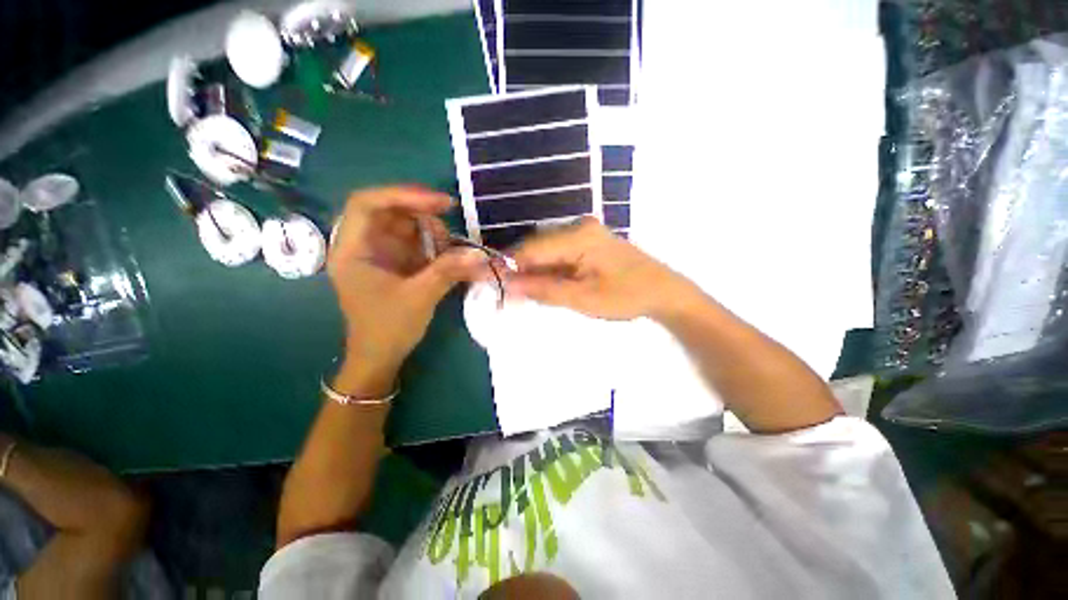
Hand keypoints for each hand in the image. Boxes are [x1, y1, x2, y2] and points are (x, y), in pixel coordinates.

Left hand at [328, 186, 482, 394]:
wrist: (381, 357)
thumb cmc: (388, 328)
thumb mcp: (419, 297)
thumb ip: (448, 271)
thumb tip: (480, 254)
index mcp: (353, 250)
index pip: (367, 204)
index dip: (403, 195)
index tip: (439, 203)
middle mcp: (364, 245)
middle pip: (390, 211)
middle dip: (422, 214)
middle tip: (449, 225)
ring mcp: (381, 253)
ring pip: (406, 226)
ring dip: (431, 233)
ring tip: (449, 250)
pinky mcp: (396, 263)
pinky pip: (415, 243)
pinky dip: (434, 246)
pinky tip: (447, 257)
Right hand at [508, 217, 694, 320]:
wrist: (664, 292)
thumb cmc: (626, 297)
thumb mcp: (583, 298)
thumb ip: (544, 290)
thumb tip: (508, 285)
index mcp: (578, 236)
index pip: (531, 248)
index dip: (508, 266)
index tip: (493, 285)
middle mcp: (578, 227)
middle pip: (537, 247)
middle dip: (520, 271)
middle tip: (509, 295)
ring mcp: (584, 233)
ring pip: (546, 252)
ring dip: (534, 272)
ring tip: (525, 294)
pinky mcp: (588, 243)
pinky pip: (559, 255)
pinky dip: (548, 271)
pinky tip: (545, 285)